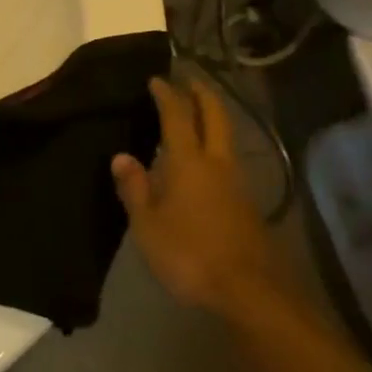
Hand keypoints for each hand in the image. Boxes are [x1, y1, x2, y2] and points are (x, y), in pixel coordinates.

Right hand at [112, 78, 281, 316]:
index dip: (167, 94)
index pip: (178, 114)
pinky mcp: (247, 203)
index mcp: (188, 161)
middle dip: (201, 93)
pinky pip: (228, 160)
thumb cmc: (190, 254)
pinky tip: (205, 161)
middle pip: (214, 115)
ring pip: (226, 136)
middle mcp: (216, 162)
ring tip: (196, 115)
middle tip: (188, 79)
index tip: (157, 79)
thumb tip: (121, 156)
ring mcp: (237, 182)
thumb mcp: (148, 226)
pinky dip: (216, 146)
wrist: (250, 291)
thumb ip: (135, 189)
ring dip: (212, 118)